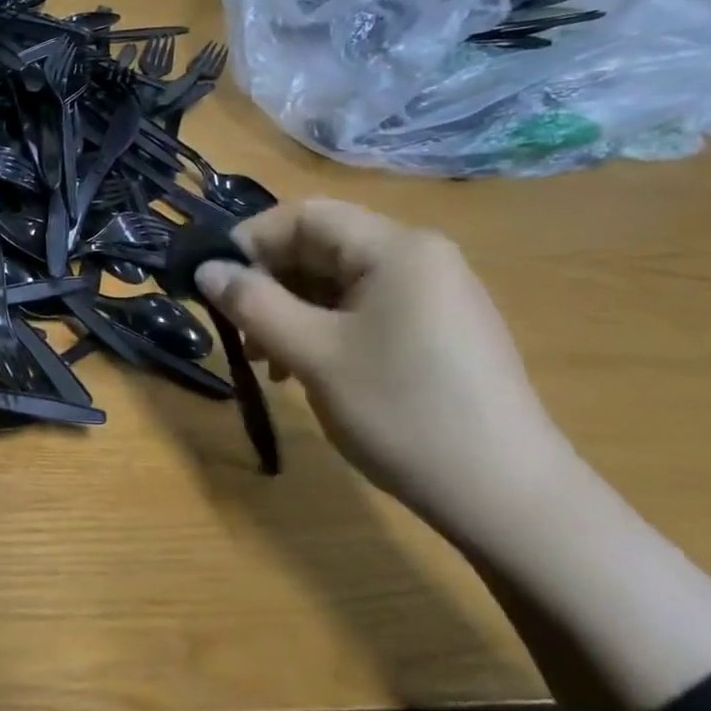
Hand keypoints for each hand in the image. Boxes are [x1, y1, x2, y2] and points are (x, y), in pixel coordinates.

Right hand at [195, 199, 572, 541]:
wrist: (504, 495)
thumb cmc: (401, 411)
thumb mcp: (314, 354)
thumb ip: (253, 304)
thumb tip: (206, 270)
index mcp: (396, 248)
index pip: (305, 215)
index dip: (251, 241)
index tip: (213, 284)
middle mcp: (420, 258)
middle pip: (322, 247)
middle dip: (270, 282)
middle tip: (237, 331)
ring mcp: (434, 295)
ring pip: (339, 283)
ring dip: (291, 311)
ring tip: (268, 361)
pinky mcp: (438, 331)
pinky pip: (365, 311)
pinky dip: (324, 330)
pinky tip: (307, 370)